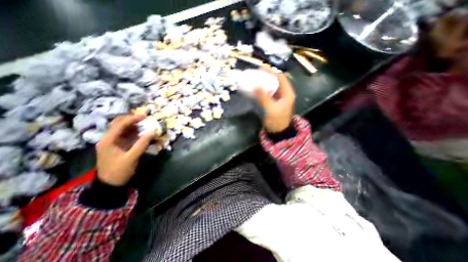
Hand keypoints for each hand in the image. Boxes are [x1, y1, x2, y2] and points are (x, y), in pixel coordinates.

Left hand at [95, 114, 154, 185]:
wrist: (110, 184)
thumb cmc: (119, 171)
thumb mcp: (132, 158)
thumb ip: (142, 144)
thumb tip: (153, 132)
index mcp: (108, 141)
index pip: (120, 124)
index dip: (132, 119)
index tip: (145, 116)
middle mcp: (108, 139)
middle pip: (118, 124)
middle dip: (132, 120)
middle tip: (144, 119)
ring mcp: (112, 142)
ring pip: (122, 129)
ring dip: (133, 125)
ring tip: (145, 124)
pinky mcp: (118, 146)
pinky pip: (126, 135)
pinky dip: (134, 132)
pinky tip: (142, 133)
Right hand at [256, 65, 294, 133]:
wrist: (278, 132)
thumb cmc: (276, 121)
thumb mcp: (270, 109)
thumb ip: (263, 97)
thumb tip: (255, 86)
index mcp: (287, 93)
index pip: (281, 78)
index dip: (272, 72)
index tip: (262, 68)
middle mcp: (285, 94)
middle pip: (277, 81)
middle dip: (267, 76)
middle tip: (257, 73)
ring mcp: (280, 99)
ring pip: (273, 87)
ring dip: (265, 82)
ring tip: (256, 79)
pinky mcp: (275, 103)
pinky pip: (270, 93)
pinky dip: (264, 90)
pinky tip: (257, 89)